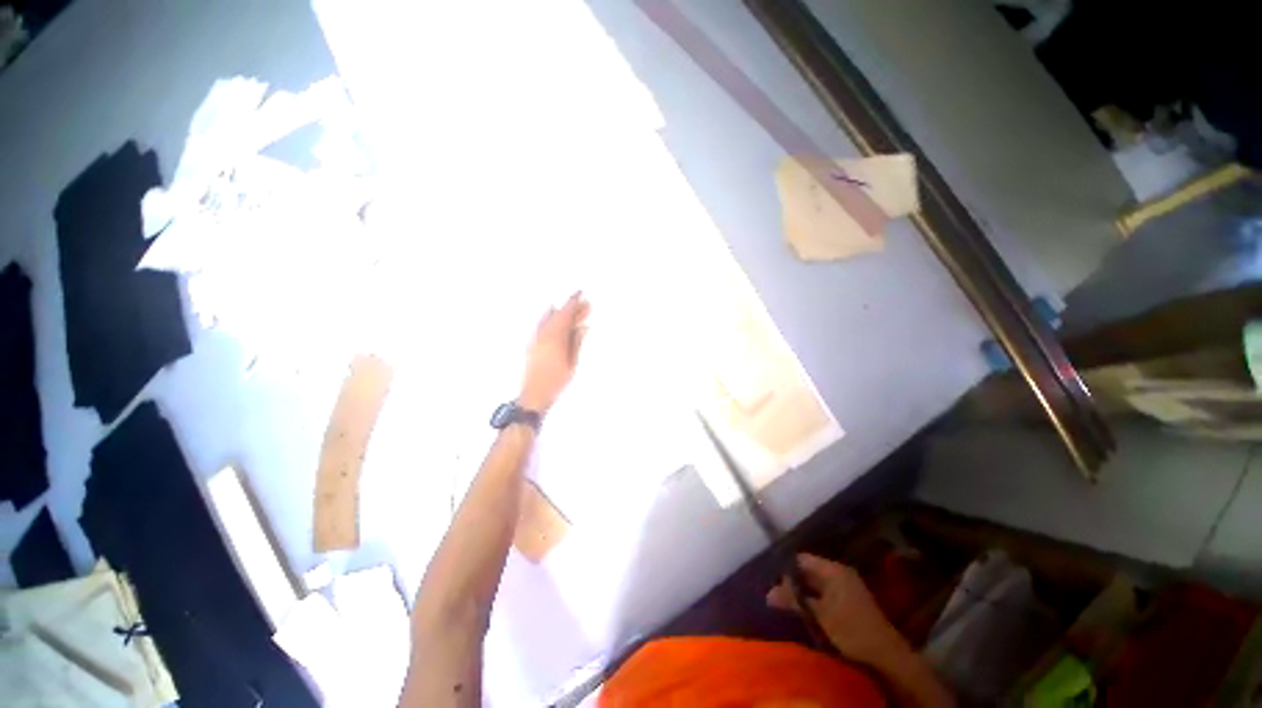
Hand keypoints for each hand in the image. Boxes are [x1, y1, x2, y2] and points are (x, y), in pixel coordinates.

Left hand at [519, 292, 589, 412]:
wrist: (534, 394)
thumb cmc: (556, 381)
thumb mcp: (572, 362)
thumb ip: (576, 343)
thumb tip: (583, 327)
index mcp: (554, 338)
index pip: (565, 315)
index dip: (573, 303)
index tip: (581, 294)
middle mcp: (543, 335)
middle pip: (559, 316)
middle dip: (572, 310)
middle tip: (585, 305)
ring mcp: (536, 340)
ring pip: (549, 320)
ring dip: (561, 314)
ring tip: (573, 311)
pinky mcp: (533, 345)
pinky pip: (543, 326)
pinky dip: (552, 320)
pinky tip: (556, 321)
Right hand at [767, 554, 909, 667]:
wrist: (887, 656)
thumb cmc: (851, 630)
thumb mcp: (819, 615)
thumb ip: (794, 600)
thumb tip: (768, 593)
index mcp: (833, 570)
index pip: (801, 559)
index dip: (786, 568)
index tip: (771, 581)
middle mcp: (840, 574)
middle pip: (809, 572)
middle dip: (793, 584)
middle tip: (775, 596)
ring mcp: (846, 588)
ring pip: (816, 586)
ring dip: (803, 595)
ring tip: (785, 605)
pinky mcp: (850, 603)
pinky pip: (825, 596)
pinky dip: (813, 602)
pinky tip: (803, 614)